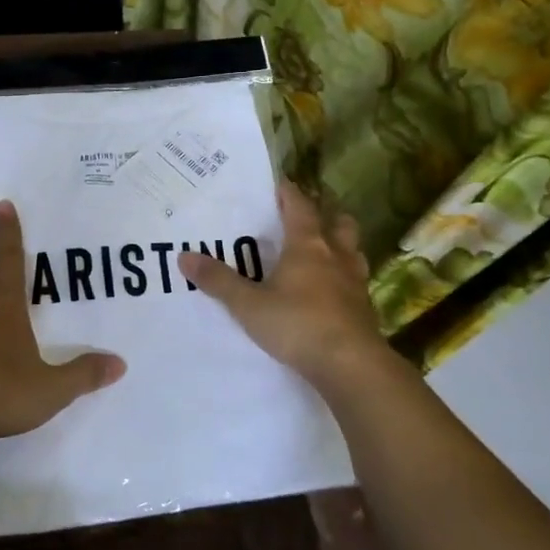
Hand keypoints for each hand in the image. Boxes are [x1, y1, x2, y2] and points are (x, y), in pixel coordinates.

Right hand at [179, 181, 409, 404]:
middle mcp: (336, 256)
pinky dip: (344, 279)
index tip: (280, 184)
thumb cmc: (298, 325)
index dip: (289, 193)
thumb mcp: (249, 305)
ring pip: (353, 251)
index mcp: (308, 245)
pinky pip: (356, 282)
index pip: (300, 206)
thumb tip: (184, 256)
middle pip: (338, 223)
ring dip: (340, 246)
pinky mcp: (365, 309)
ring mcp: (355, 282)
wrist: (351, 365)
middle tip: (308, 218)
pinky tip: (332, 292)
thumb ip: (219, 281)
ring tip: (324, 252)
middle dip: (325, 216)